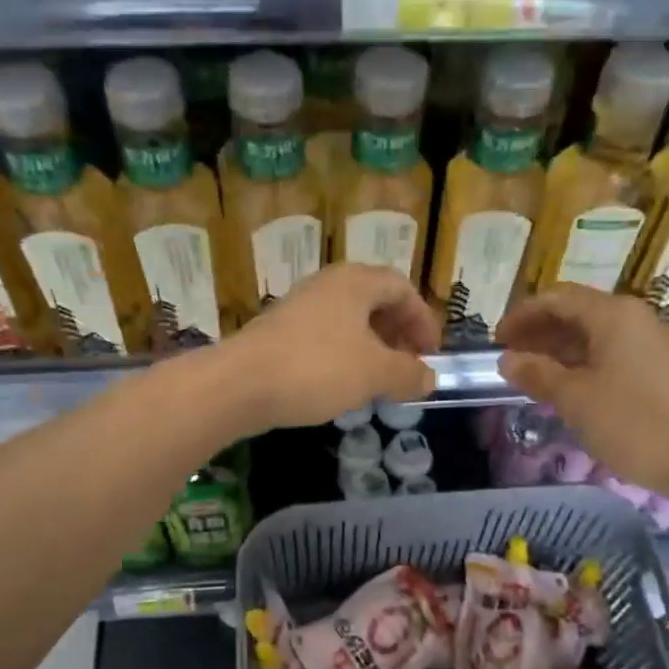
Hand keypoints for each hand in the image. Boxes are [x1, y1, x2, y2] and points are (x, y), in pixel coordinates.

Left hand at [208, 264, 439, 431]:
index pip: (402, 288)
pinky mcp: (279, 332)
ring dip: (371, 347)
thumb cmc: (316, 369)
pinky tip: (342, 386)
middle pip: (374, 301)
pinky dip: (344, 356)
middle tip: (407, 366)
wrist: (239, 384)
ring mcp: (299, 307)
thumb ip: (408, 374)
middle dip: (397, 333)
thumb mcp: (374, 374)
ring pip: (348, 321)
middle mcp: (327, 285)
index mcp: (355, 282)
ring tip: (379, 380)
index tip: (430, 354)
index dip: (423, 319)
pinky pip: (324, 337)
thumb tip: (428, 378)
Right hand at [495, 286, 668, 498]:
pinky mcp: (658, 368)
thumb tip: (507, 360)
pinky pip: (610, 353)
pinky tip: (564, 387)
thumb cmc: (632, 423)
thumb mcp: (574, 399)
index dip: (522, 315)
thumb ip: (537, 373)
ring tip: (529, 375)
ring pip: (593, 335)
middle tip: (509, 358)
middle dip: (538, 331)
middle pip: (576, 312)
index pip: (556, 299)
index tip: (496, 340)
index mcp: (612, 315)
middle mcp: (633, 318)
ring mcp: (649, 343)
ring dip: (558, 350)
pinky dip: (581, 363)